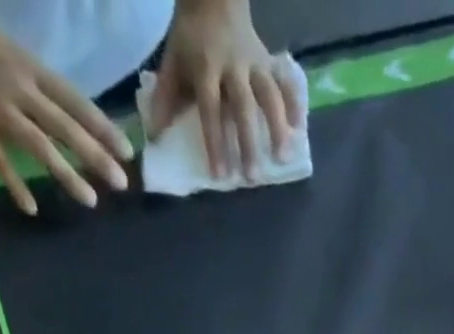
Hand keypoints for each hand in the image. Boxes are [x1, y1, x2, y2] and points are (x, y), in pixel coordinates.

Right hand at [0, 0, 130, 211]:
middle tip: (121, 183)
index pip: (75, 101)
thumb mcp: (7, 47)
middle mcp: (18, 86)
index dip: (102, 127)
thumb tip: (64, 111)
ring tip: (90, 200)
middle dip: (96, 157)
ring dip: (67, 175)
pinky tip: (30, 207)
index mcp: (28, 64)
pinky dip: (15, 184)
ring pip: (40, 146)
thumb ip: (34, 80)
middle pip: (65, 127)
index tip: (126, 151)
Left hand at [146, 0, 301, 179]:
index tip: (220, 176)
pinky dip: (293, 103)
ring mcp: (254, 62)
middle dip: (248, 143)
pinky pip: (284, 81)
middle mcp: (233, 67)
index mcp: (206, 69)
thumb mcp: (172, 62)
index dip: (215, 144)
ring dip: (277, 127)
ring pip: (268, 95)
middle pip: (243, 108)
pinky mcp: (268, 59)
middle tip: (252, 177)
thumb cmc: (191, 37)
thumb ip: (165, 99)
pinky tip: (299, 128)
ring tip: (282, 158)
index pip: (211, 111)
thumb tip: (154, 136)